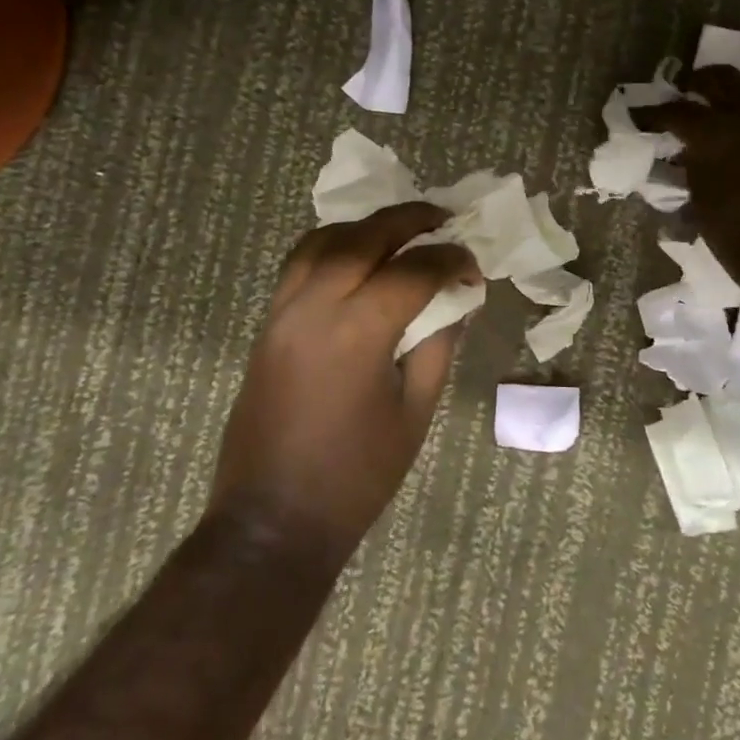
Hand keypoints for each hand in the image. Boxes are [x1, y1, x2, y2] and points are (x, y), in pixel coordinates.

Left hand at [209, 204, 478, 557]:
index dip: (449, 260)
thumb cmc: (356, 477)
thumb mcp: (414, 413)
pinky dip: (331, 247)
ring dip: (364, 227)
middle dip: (407, 220)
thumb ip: (438, 346)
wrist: (272, 519)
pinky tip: (355, 260)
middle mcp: (314, 307)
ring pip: (322, 241)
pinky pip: (298, 265)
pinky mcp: (266, 325)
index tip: (473, 265)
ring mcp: (282, 312)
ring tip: (398, 232)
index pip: (412, 270)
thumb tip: (457, 300)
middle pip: (363, 237)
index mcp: (357, 332)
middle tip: (442, 220)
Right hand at [634, 65, 739, 280]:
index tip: (642, 118)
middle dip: (697, 83)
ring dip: (736, 85)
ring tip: (724, 97)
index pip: (676, 111)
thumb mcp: (700, 206)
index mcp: (713, 135)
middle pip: (719, 79)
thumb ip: (691, 170)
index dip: (654, 114)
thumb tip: (686, 155)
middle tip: (685, 94)